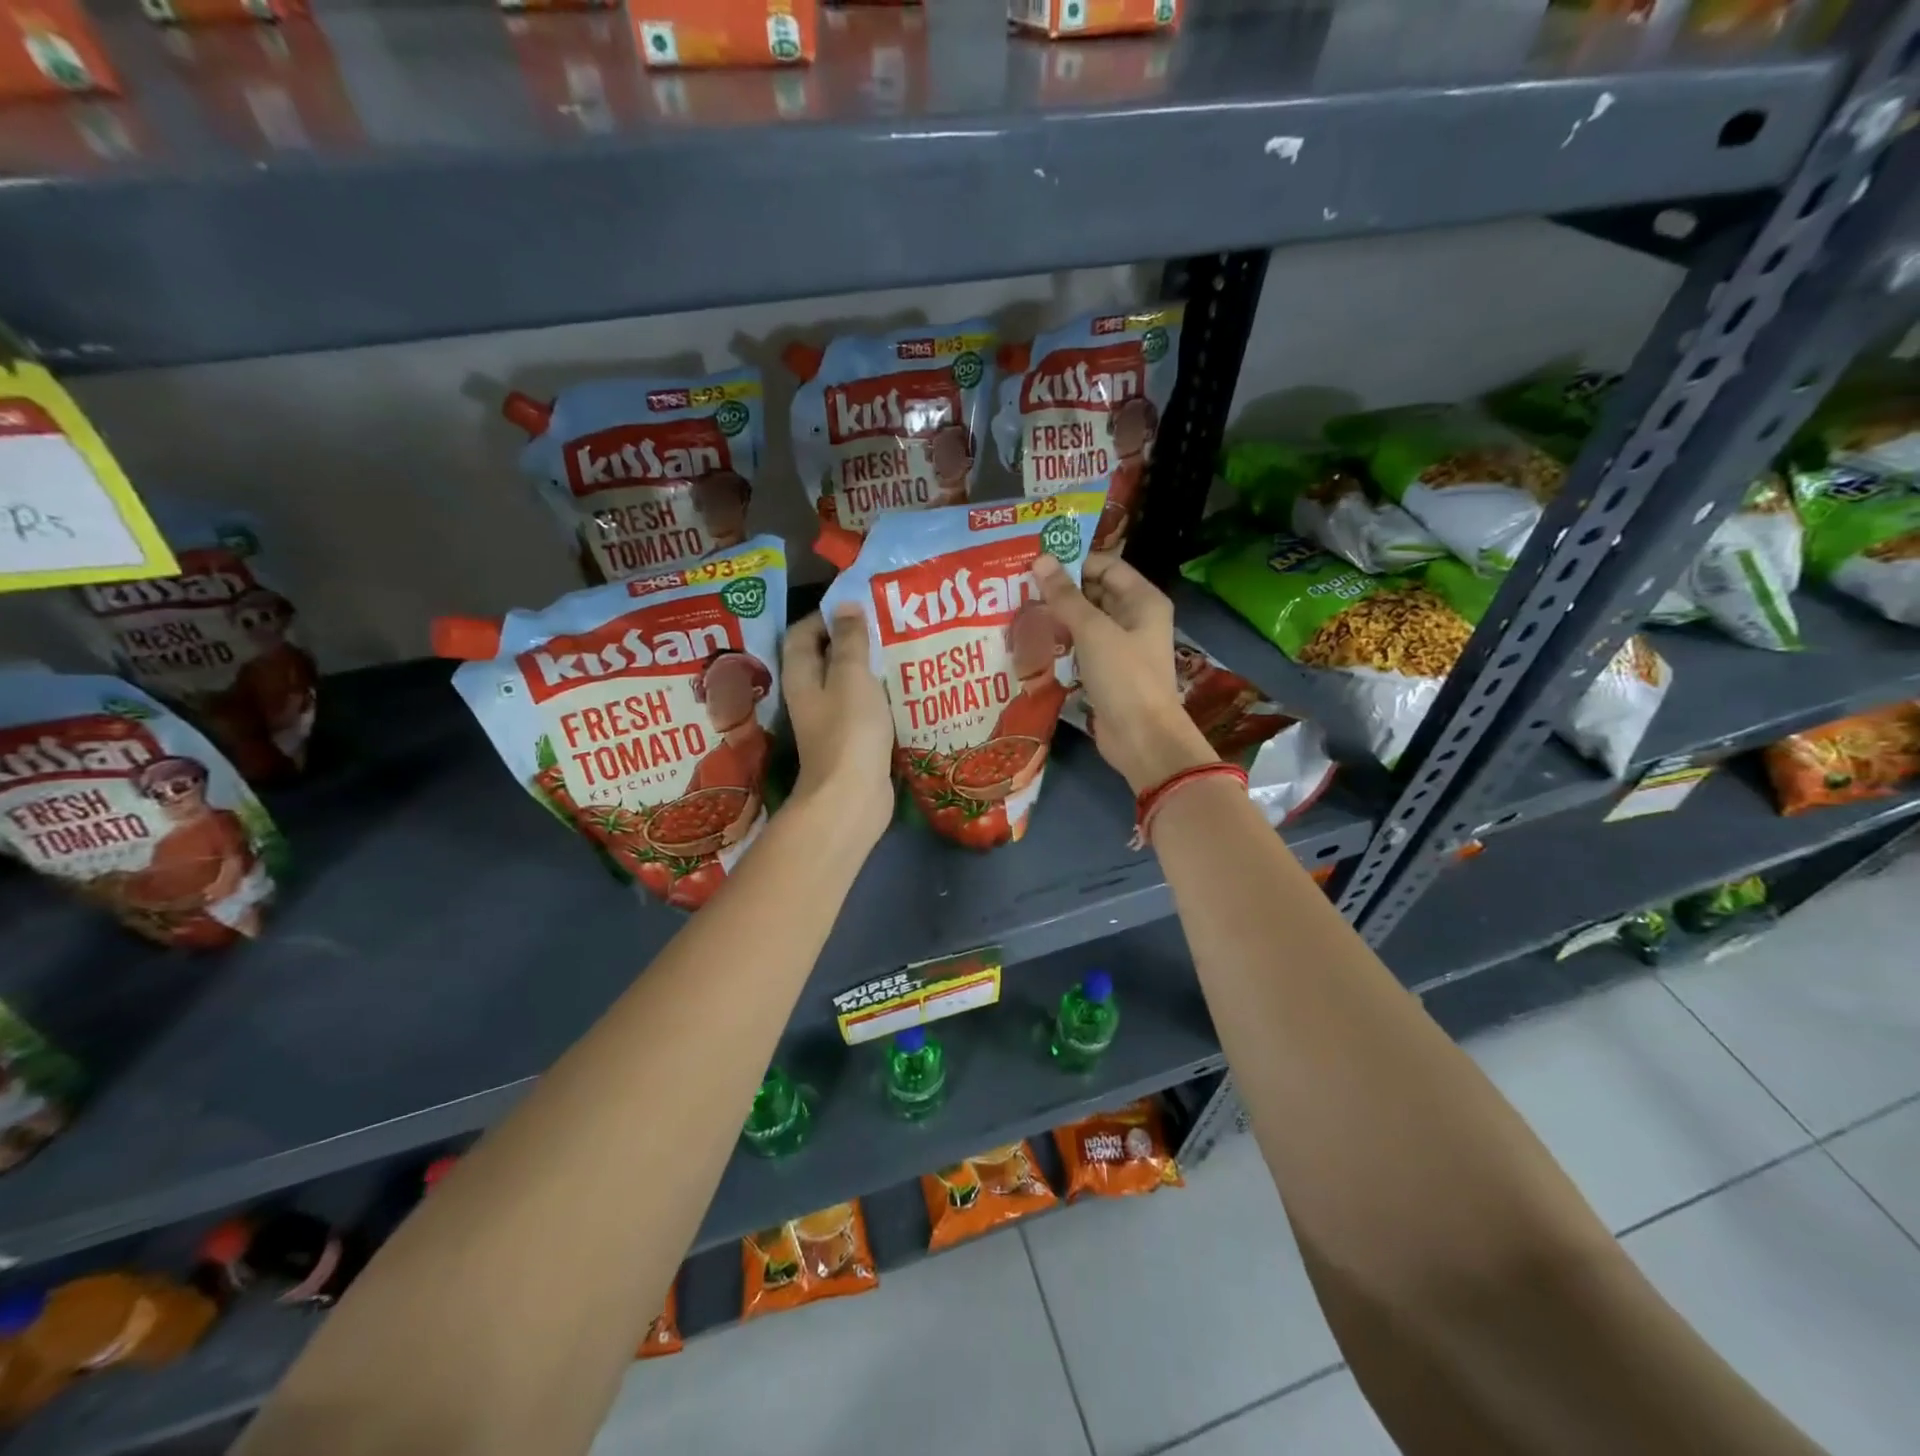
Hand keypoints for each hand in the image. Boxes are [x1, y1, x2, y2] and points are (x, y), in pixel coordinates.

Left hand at [783, 606, 895, 848]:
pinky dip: (881, 695)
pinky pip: (865, 707)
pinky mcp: (852, 739)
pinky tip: (906, 688)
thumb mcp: (852, 676)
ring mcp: (830, 719)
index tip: (863, 605)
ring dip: (871, 667)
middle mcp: (810, 694)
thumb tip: (845, 605)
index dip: (829, 614)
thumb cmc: (849, 730)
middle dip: (855, 638)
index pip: (805, 631)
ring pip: (849, 682)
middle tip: (889, 624)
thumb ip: (850, 640)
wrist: (852, 797)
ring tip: (902, 649)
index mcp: (801, 674)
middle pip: (827, 656)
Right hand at [1032, 553, 1216, 793]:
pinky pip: (1081, 648)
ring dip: (1057, 617)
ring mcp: (1120, 648)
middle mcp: (1134, 619)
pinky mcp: (1106, 673)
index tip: (1035, 562)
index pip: (1106, 566)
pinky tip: (1032, 641)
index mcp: (1143, 600)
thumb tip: (1040, 560)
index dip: (1073, 562)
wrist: (1142, 739)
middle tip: (1019, 585)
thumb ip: (1065, 597)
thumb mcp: (1093, 631)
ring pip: (1085, 622)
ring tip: (1019, 610)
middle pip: (1094, 593)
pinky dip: (1060, 643)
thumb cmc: (1124, 677)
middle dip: (1061, 590)